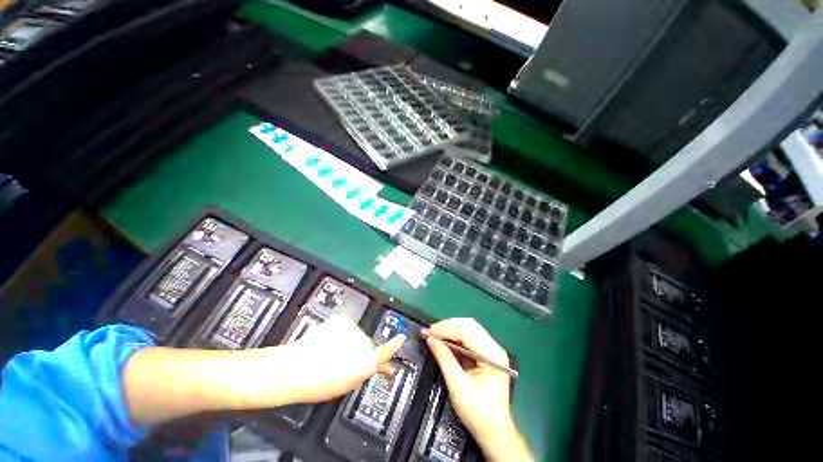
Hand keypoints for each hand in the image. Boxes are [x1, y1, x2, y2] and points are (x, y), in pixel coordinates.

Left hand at [280, 315, 404, 402]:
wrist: (296, 368)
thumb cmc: (322, 383)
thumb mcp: (349, 382)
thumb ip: (367, 371)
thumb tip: (384, 367)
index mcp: (367, 362)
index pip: (385, 352)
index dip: (394, 345)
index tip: (401, 337)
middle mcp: (364, 342)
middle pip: (366, 344)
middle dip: (360, 350)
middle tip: (343, 360)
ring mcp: (353, 329)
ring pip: (355, 334)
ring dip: (348, 341)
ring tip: (329, 353)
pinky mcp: (342, 320)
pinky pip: (344, 327)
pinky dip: (339, 332)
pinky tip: (326, 341)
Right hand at [425, 318, 531, 460]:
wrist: (494, 432)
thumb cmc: (478, 413)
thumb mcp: (458, 387)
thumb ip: (444, 359)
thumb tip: (430, 339)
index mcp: (493, 356)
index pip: (467, 332)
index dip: (446, 330)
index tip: (429, 332)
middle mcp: (494, 348)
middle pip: (469, 325)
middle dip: (448, 326)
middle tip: (430, 331)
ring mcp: (492, 350)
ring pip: (469, 328)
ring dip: (450, 329)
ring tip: (434, 333)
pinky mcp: (486, 354)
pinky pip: (469, 338)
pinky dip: (454, 336)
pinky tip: (443, 340)